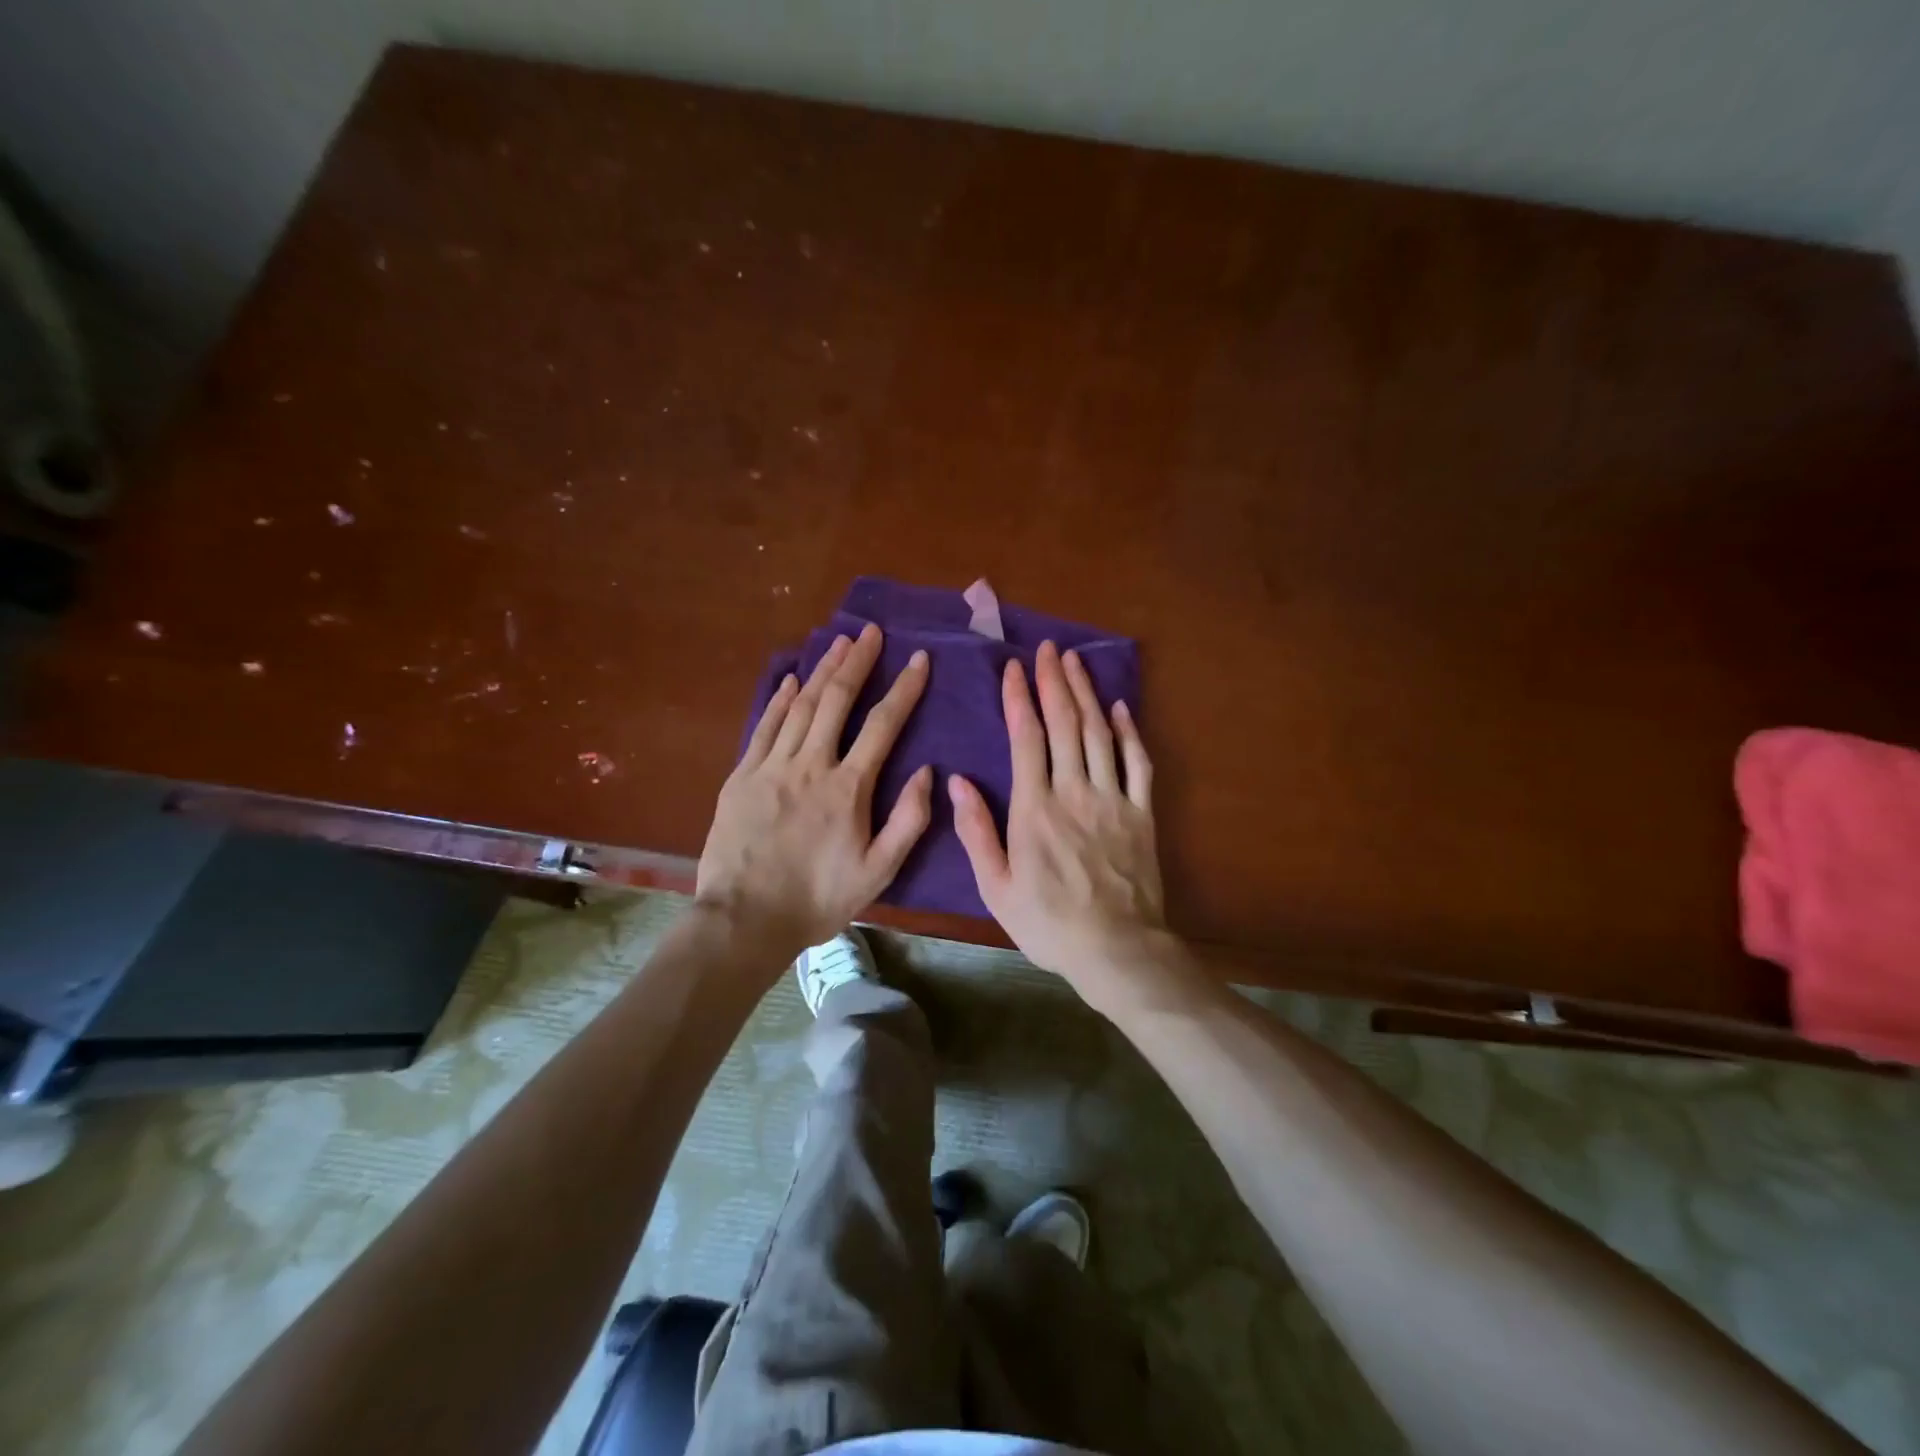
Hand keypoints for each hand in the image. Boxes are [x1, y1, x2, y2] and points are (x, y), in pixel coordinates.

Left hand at [697, 624, 932, 958]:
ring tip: (839, 642)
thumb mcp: (878, 872)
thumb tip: (929, 773)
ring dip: (822, 670)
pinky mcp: (741, 776)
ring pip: (801, 705)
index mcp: (848, 788)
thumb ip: (908, 821)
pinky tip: (792, 679)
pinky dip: (780, 699)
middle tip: (871, 632)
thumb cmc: (818, 900)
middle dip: (858, 662)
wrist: (745, 920)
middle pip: (837, 700)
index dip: (904, 689)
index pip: (883, 725)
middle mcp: (810, 765)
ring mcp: (771, 767)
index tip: (919, 660)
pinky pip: (764, 726)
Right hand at [950, 640, 1164, 992]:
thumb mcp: (995, 887)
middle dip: (1053, 682)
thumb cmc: (1048, 923)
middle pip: (1064, 724)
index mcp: (1034, 808)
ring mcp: (1113, 799)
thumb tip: (957, 781)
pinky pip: (1138, 763)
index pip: (1026, 738)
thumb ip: (976, 831)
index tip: (1013, 668)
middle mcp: (1074, 791)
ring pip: (1099, 733)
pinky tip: (1120, 708)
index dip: (1019, 698)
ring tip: (1075, 662)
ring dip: (1086, 694)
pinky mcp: (1142, 813)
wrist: (1116, 949)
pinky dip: (1129, 731)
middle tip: (1047, 649)